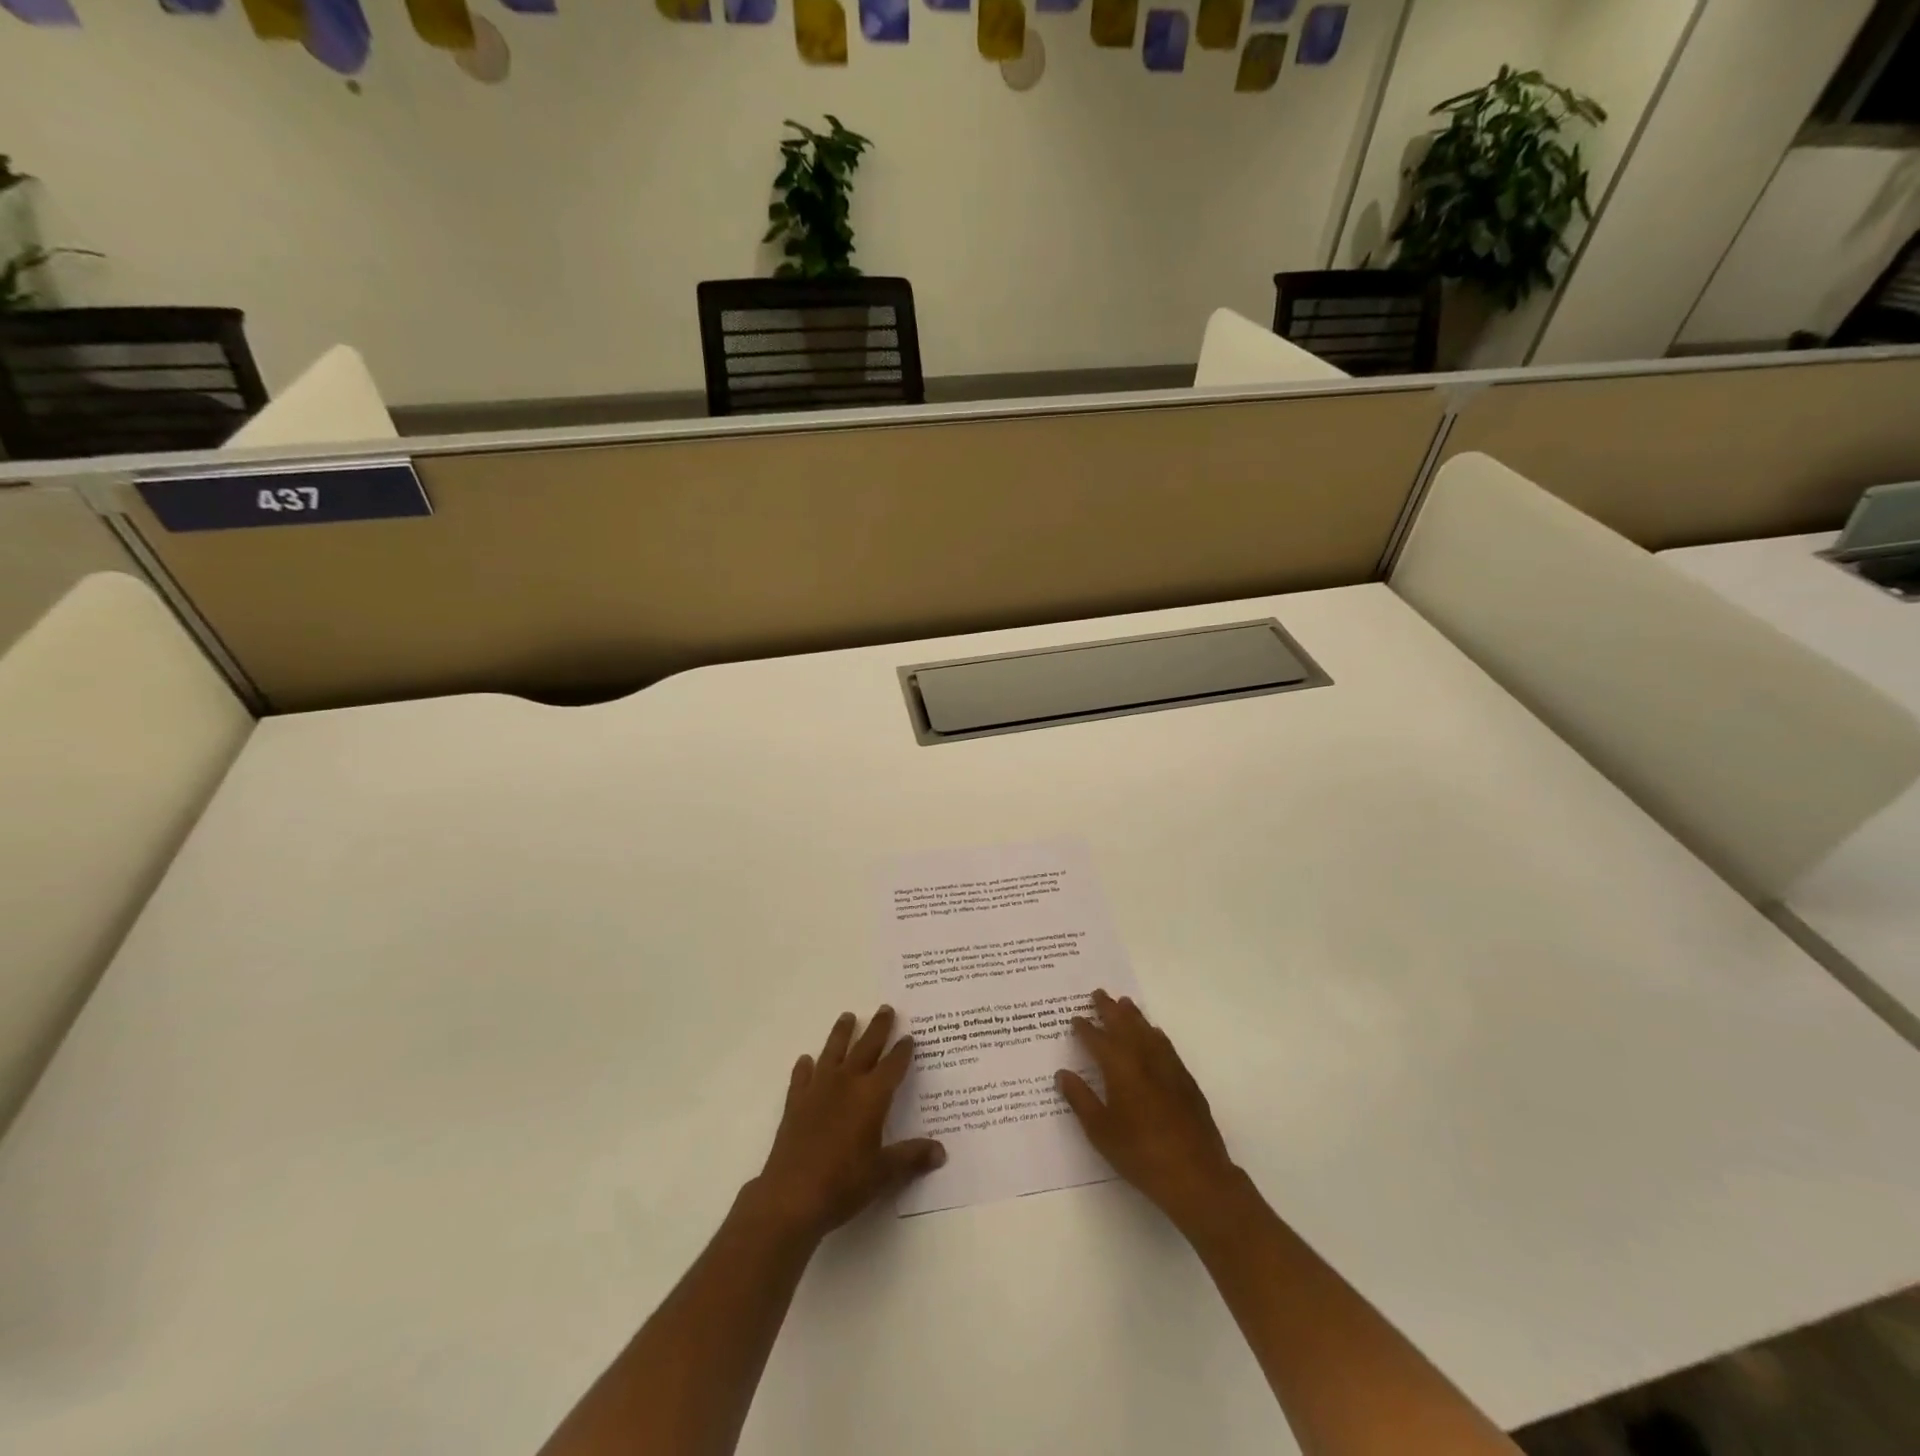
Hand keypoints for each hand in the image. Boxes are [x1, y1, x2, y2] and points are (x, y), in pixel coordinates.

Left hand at [748, 1006, 944, 1242]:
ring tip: (848, 1016)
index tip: (909, 1036)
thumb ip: (911, 1157)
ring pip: (833, 1052)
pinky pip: (802, 1077)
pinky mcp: (795, 1103)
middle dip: (878, 1028)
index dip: (902, 1051)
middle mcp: (846, 1084)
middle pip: (865, 1048)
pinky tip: (806, 1060)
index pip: (892, 1066)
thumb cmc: (843, 1184)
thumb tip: (941, 1152)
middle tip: (885, 1008)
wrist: (790, 1197)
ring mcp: (818, 1090)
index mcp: (871, 1096)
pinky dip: (805, 1067)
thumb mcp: (883, 1173)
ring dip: (841, 1033)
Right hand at [1056, 989, 1239, 1231]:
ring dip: (1134, 1015)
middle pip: (1125, 1026)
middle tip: (1098, 993)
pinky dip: (1155, 1034)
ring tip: (1125, 1003)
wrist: (1195, 1175)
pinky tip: (1155, 1033)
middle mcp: (1144, 1059)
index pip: (1098, 1040)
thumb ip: (1080, 1099)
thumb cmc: (1140, 1153)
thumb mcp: (1101, 1131)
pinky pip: (1166, 1046)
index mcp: (1120, 1068)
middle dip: (1110, 1009)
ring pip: (1147, 1031)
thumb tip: (1063, 1073)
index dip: (1085, 1028)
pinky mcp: (1186, 1081)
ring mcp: (1168, 1068)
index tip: (1075, 1018)